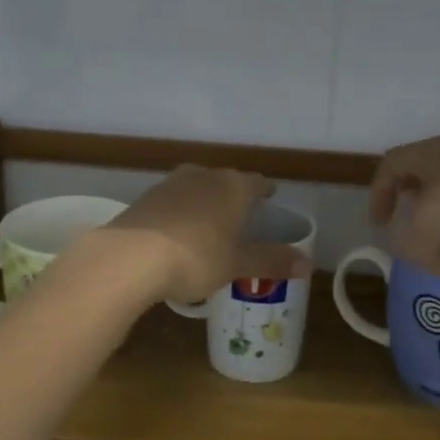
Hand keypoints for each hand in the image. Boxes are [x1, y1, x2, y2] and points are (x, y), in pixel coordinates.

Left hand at [102, 165, 310, 304]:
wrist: (130, 257)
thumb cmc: (196, 257)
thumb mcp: (237, 264)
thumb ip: (272, 261)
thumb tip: (308, 264)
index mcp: (234, 187)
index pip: (257, 183)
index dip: (265, 192)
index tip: (270, 199)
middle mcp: (204, 176)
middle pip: (226, 181)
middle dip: (234, 196)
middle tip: (241, 217)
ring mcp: (171, 184)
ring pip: (197, 188)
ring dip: (205, 202)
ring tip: (209, 225)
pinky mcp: (146, 198)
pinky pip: (173, 201)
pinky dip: (180, 213)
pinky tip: (177, 233)